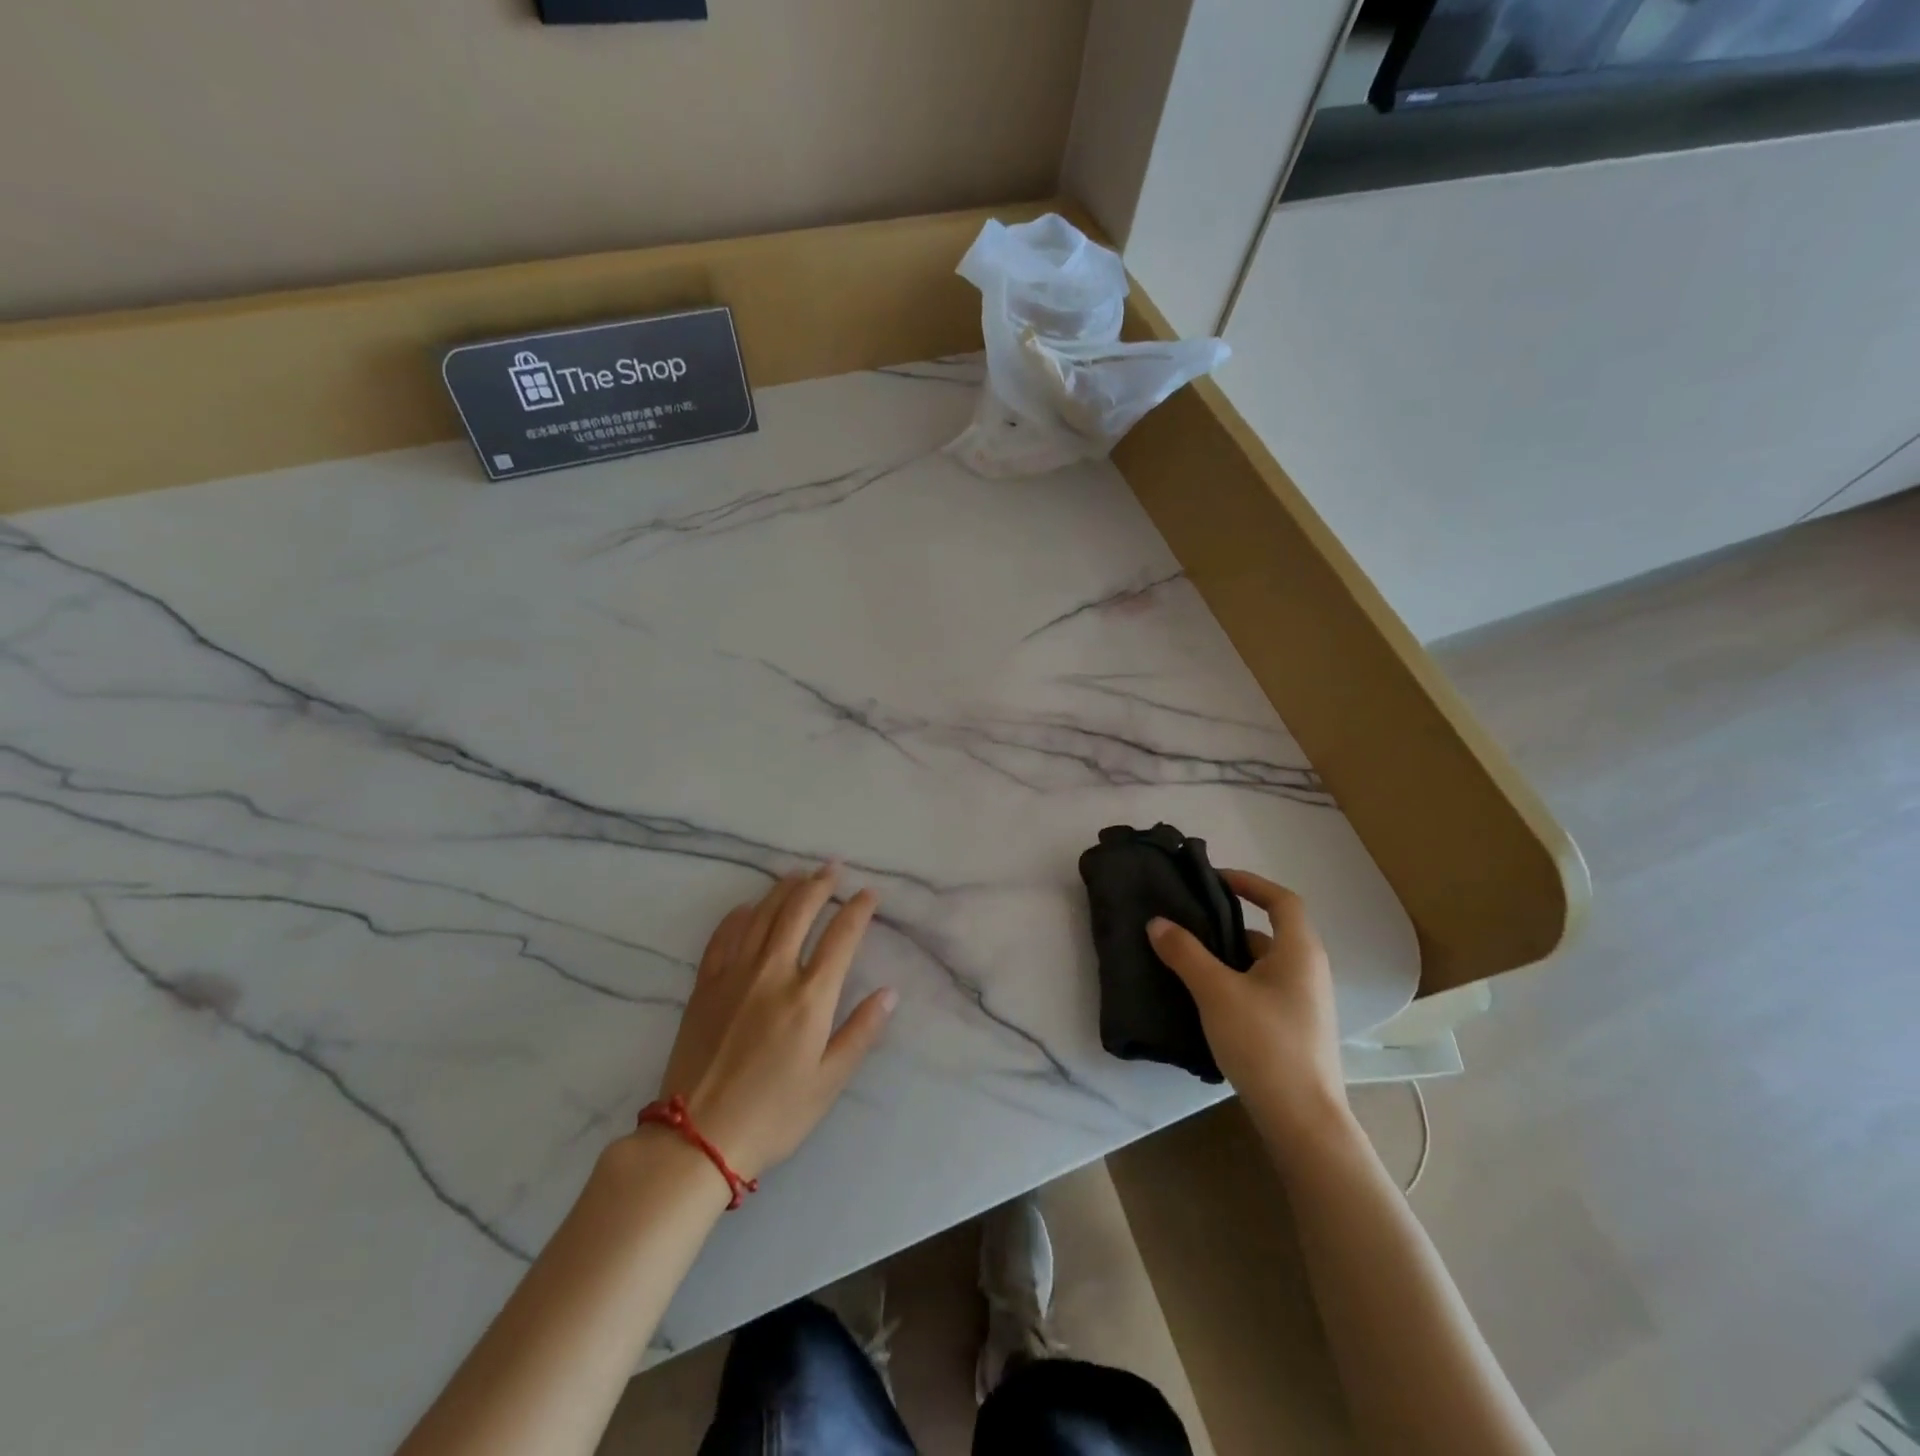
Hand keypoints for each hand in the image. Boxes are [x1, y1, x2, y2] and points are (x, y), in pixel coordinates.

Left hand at [656, 865, 894, 1179]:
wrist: (696, 1138)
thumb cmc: (773, 1114)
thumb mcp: (828, 1082)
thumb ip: (861, 1032)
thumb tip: (890, 993)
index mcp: (809, 997)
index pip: (841, 936)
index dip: (858, 910)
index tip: (869, 894)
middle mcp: (773, 973)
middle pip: (799, 911)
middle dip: (820, 884)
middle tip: (833, 867)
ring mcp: (734, 975)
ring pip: (762, 915)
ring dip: (783, 889)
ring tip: (798, 874)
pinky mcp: (705, 985)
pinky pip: (723, 936)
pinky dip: (738, 915)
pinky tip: (747, 907)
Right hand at [1147, 870, 1346, 1143]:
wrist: (1302, 1121)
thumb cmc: (1265, 1043)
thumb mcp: (1216, 992)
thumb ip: (1185, 953)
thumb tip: (1157, 922)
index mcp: (1299, 951)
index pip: (1281, 900)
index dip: (1250, 882)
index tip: (1214, 879)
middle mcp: (1308, 971)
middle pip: (1266, 933)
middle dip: (1225, 926)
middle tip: (1187, 925)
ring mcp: (1304, 1004)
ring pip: (1261, 966)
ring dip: (1227, 959)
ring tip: (1186, 963)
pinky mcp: (1295, 1030)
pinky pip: (1261, 991)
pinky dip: (1234, 985)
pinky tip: (1205, 1002)